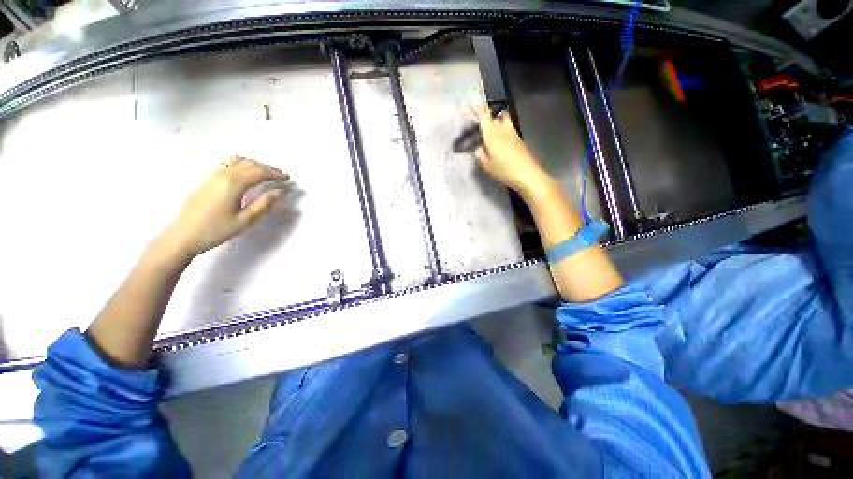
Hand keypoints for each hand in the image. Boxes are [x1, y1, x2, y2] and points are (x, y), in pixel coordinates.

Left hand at [158, 156, 289, 258]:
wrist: (182, 235)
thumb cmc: (215, 230)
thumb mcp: (245, 221)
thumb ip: (264, 204)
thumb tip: (279, 191)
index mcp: (233, 184)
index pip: (259, 172)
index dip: (275, 174)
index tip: (288, 178)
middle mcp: (223, 174)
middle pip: (250, 164)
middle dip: (268, 168)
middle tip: (281, 176)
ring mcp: (212, 175)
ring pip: (238, 161)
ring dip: (255, 164)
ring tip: (266, 173)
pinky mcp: (207, 179)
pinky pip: (228, 163)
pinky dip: (243, 164)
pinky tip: (246, 173)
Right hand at [472, 105, 553, 198]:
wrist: (527, 175)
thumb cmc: (504, 170)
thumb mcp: (486, 165)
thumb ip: (480, 154)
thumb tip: (478, 147)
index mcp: (492, 134)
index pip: (483, 116)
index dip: (476, 109)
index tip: (469, 105)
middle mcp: (502, 129)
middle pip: (494, 115)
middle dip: (485, 113)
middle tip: (477, 119)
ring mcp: (513, 133)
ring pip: (503, 119)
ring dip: (496, 118)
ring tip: (489, 126)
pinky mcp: (519, 139)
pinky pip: (508, 127)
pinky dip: (502, 127)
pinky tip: (498, 138)